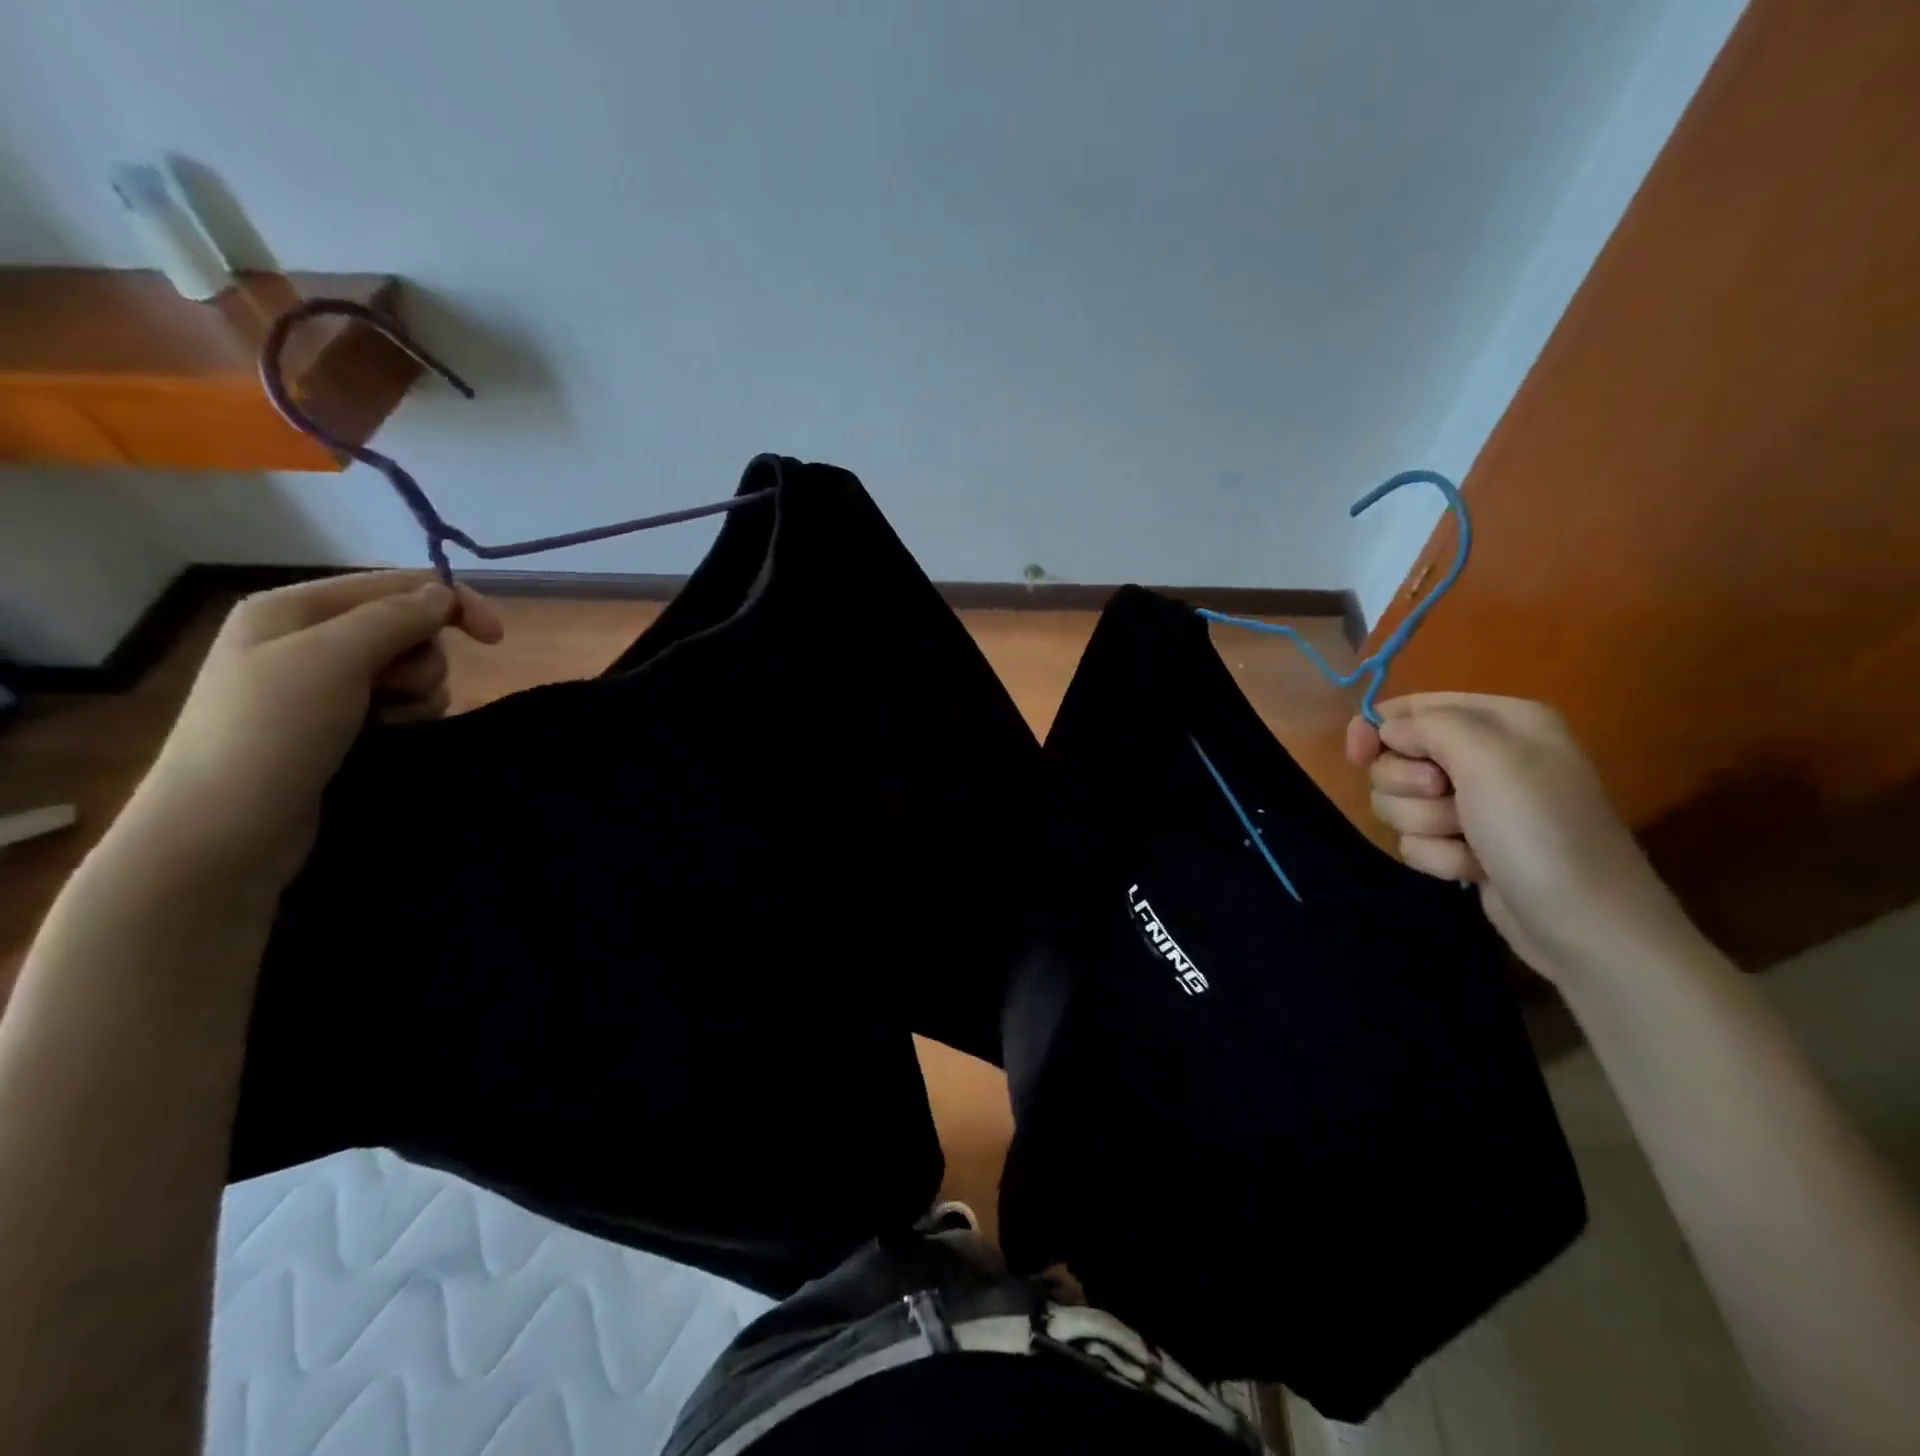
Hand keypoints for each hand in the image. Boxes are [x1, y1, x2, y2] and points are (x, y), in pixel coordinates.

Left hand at [126, 572, 503, 890]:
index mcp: (294, 607)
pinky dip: (409, 715)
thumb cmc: (274, 731)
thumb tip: (444, 593)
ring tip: (394, 721)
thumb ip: (396, 616)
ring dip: (420, 692)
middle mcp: (307, 638)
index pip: (396, 584)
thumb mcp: (335, 657)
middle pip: (407, 626)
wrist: (227, 828)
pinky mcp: (337, 723)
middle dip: (424, 658)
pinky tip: (392, 734)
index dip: (452, 603)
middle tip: (400, 692)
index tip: (495, 640)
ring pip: (409, 668)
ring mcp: (320, 683)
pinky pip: (398, 702)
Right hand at [1346, 693, 1695, 984]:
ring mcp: (1475, 805)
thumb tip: (1386, 730)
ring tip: (1467, 841)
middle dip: (1408, 785)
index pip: (1414, 707)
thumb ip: (1429, 725)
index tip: (1358, 754)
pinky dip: (1437, 855)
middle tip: (1445, 797)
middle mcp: (1487, 757)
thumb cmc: (1539, 830)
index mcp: (1503, 722)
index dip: (1378, 728)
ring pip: (1400, 801)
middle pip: (1397, 757)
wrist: (1584, 925)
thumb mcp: (1489, 758)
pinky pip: (1415, 839)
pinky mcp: (1464, 845)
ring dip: (1424, 825)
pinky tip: (1472, 868)